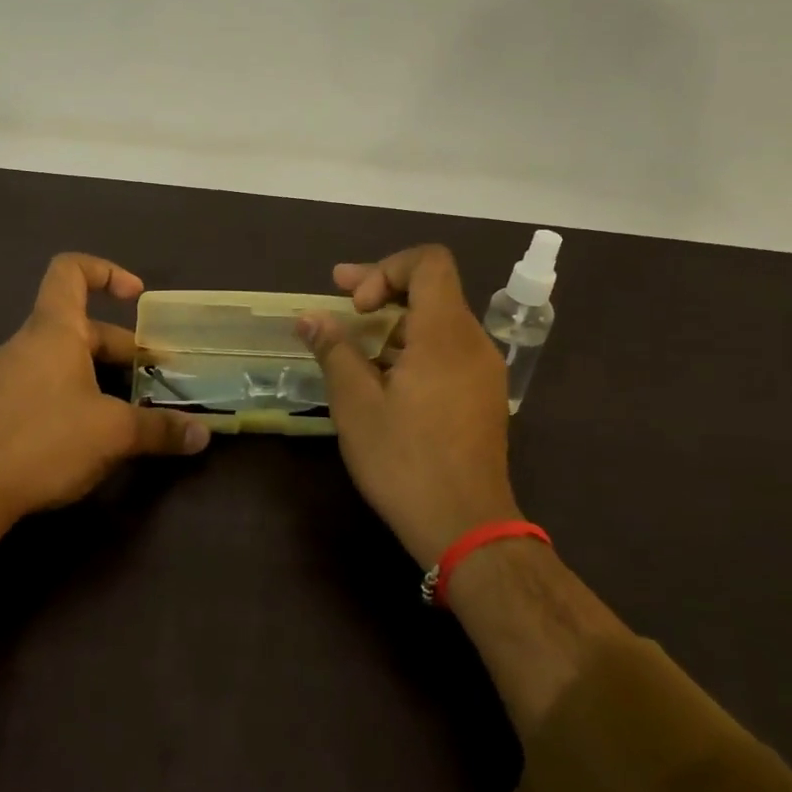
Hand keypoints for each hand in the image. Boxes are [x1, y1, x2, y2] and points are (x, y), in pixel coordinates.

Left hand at [0, 253, 209, 520]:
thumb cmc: (46, 440)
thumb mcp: (114, 434)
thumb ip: (160, 430)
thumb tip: (202, 434)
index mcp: (53, 330)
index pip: (70, 271)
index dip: (106, 272)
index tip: (136, 297)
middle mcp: (24, 343)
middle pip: (77, 327)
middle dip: (118, 349)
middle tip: (150, 379)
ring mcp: (2, 376)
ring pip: (58, 361)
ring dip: (94, 377)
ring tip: (123, 411)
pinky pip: (38, 387)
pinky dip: (67, 398)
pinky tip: (82, 436)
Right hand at [298, 245, 517, 565]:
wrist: (467, 529)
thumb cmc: (405, 462)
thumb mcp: (357, 404)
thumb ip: (334, 351)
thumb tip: (309, 316)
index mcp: (445, 334)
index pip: (428, 262)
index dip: (385, 268)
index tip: (355, 305)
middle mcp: (473, 342)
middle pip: (431, 289)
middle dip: (381, 289)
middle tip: (337, 299)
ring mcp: (482, 371)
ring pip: (437, 322)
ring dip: (393, 322)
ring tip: (351, 344)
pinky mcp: (482, 396)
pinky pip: (446, 350)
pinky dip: (411, 347)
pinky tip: (381, 376)